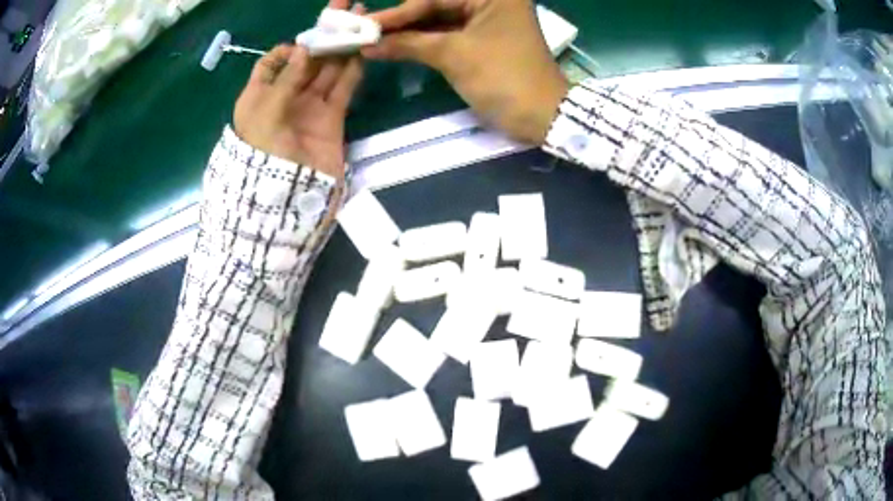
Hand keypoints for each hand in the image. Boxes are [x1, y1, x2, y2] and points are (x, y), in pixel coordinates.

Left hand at [233, 1, 364, 178]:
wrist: (286, 199)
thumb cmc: (264, 154)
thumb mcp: (265, 113)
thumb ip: (286, 80)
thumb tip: (304, 48)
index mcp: (259, 96)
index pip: (271, 63)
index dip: (287, 48)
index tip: (304, 40)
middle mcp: (284, 98)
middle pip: (304, 62)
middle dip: (322, 39)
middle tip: (345, 15)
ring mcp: (309, 108)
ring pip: (327, 72)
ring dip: (341, 50)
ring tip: (360, 26)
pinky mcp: (331, 119)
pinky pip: (342, 90)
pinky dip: (352, 72)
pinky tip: (362, 53)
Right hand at [363, 0, 567, 144]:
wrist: (541, 117)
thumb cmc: (503, 79)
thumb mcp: (454, 56)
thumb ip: (409, 44)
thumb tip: (368, 44)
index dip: (399, 12)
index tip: (367, 24)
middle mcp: (492, 0)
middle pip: (437, 5)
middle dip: (403, 20)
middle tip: (368, 31)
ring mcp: (488, 19)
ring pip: (440, 19)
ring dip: (410, 31)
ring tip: (375, 40)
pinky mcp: (484, 38)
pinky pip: (449, 33)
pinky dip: (425, 41)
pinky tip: (397, 47)